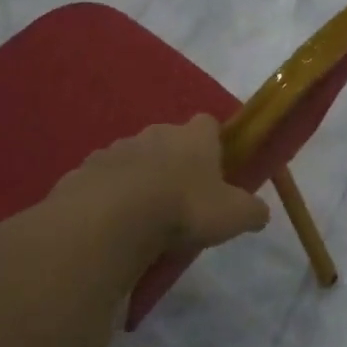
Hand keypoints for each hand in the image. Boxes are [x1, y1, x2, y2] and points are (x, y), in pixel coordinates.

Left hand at [63, 114, 269, 252]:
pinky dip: (110, 195)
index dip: (213, 143)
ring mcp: (117, 149)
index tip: (216, 168)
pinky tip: (114, 223)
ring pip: (134, 159)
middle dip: (175, 162)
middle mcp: (156, 133)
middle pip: (169, 140)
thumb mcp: (233, 215)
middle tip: (181, 199)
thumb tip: (260, 212)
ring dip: (140, 178)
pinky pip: (104, 180)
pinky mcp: (86, 170)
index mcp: (193, 137)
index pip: (208, 124)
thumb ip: (252, 211)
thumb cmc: (184, 208)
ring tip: (145, 216)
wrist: (113, 218)